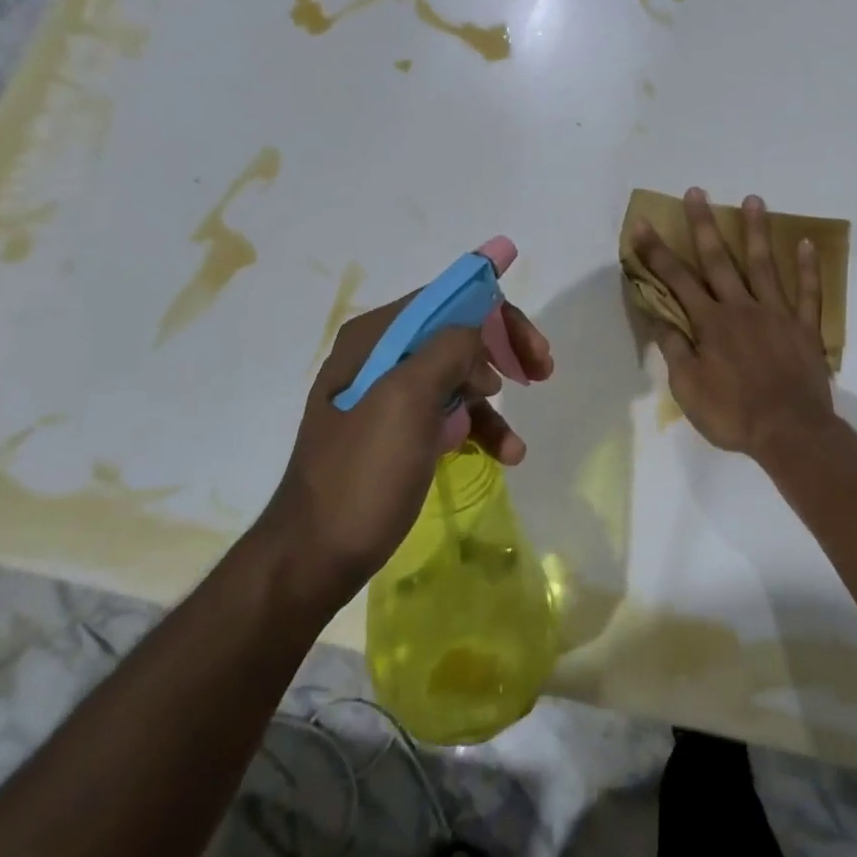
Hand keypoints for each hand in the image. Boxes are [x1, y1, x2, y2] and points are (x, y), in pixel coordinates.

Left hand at [259, 265, 553, 606]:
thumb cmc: (362, 473)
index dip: (496, 312)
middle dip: (503, 352)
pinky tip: (505, 455)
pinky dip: (479, 430)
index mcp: (376, 338)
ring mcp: (389, 397)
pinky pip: (450, 415)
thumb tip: (478, 330)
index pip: (447, 301)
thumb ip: (448, 349)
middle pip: (458, 335)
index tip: (533, 344)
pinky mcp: (399, 433)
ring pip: (460, 378)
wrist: (315, 556)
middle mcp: (381, 357)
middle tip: (541, 371)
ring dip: (494, 403)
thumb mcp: (406, 400)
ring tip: (515, 442)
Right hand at [629, 187, 835, 461]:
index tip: (643, 224)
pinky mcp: (805, 327)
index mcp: (710, 323)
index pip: (677, 280)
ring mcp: (777, 313)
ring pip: (764, 265)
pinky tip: (806, 242)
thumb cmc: (732, 414)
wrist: (789, 432)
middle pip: (719, 260)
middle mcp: (741, 308)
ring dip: (756, 231)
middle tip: (696, 192)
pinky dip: (808, 267)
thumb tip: (658, 316)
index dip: (657, 252)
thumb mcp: (687, 388)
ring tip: (753, 199)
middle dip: (704, 225)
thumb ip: (674, 349)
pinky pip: (808, 292)